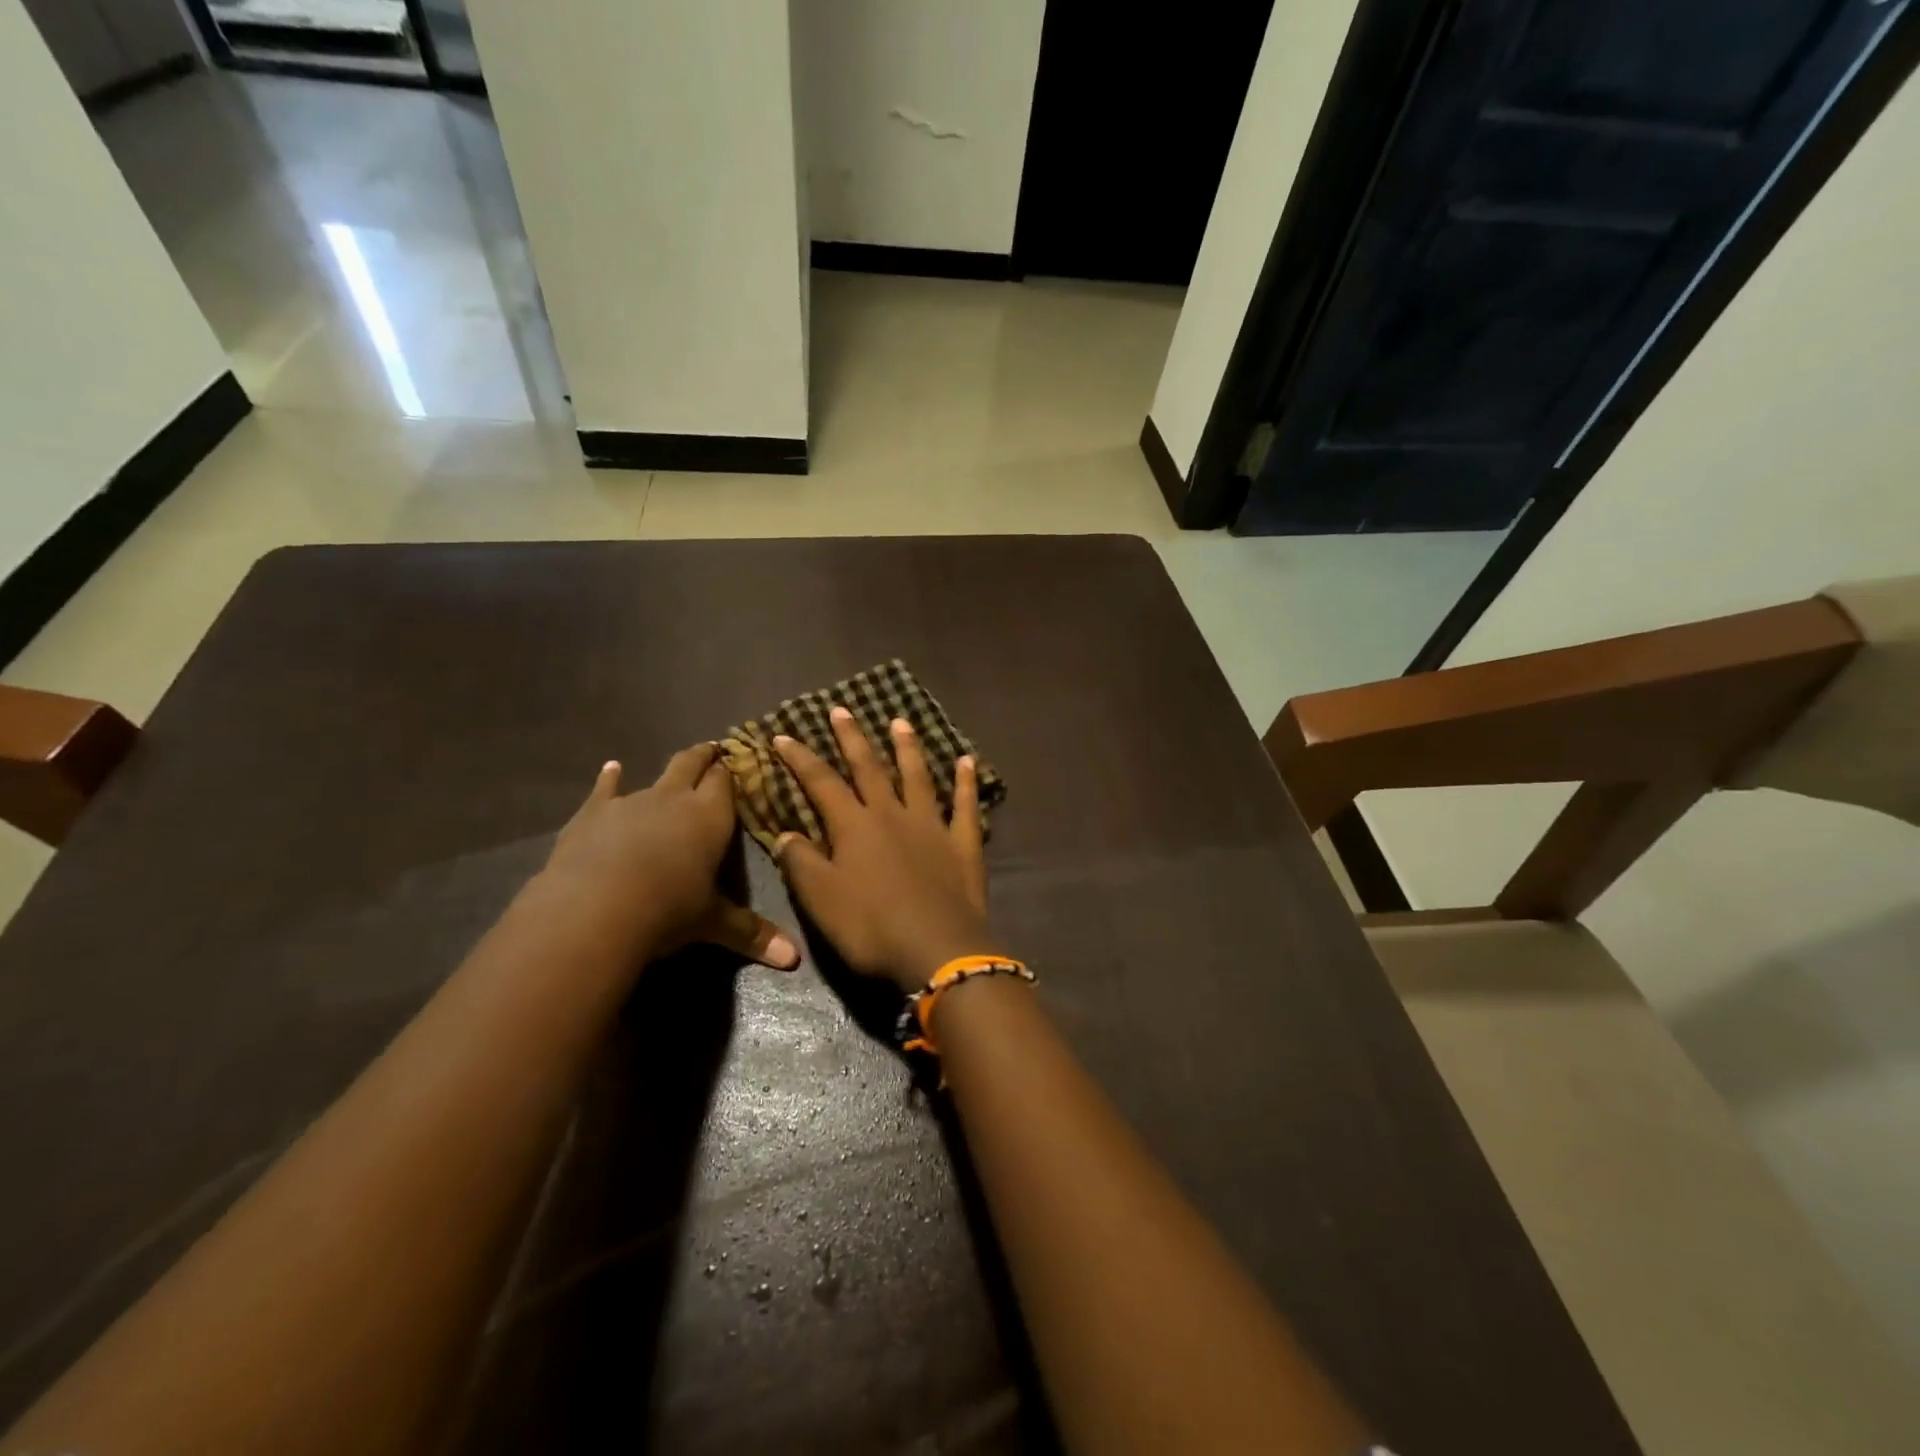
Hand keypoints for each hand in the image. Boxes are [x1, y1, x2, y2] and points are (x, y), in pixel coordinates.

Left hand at [542, 744, 799, 969]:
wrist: (594, 909)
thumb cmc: (667, 910)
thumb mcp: (713, 923)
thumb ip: (752, 934)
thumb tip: (795, 959)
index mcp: (710, 817)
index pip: (726, 783)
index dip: (732, 771)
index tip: (738, 761)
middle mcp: (674, 799)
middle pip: (692, 766)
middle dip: (704, 757)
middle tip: (713, 749)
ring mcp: (631, 802)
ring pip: (654, 777)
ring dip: (665, 774)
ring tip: (674, 767)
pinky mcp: (593, 814)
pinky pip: (604, 790)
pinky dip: (609, 779)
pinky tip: (610, 769)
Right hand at [774, 707, 998, 991]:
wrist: (937, 948)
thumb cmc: (871, 927)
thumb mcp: (820, 900)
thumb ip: (801, 862)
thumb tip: (786, 834)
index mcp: (854, 826)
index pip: (821, 783)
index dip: (801, 759)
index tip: (784, 735)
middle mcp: (892, 815)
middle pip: (870, 768)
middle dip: (852, 738)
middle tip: (842, 709)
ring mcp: (932, 826)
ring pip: (917, 777)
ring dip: (907, 748)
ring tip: (900, 722)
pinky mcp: (963, 843)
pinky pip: (965, 805)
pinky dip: (966, 782)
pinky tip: (967, 761)